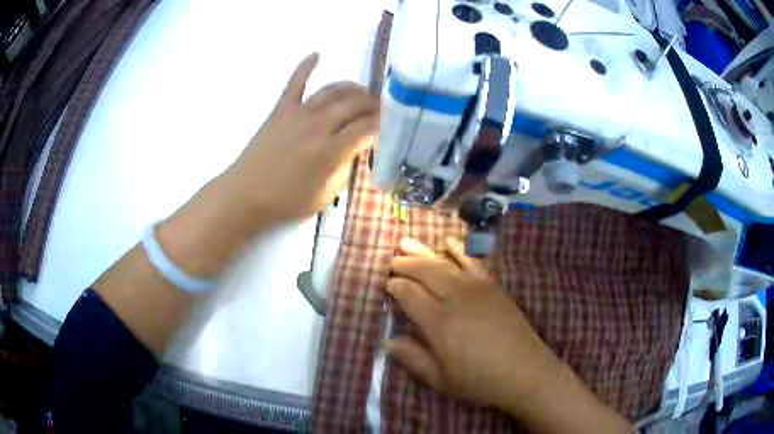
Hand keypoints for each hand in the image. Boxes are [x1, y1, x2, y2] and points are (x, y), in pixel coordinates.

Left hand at [222, 52, 378, 226]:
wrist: (245, 195)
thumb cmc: (286, 201)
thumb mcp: (325, 195)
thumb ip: (346, 169)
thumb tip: (357, 149)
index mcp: (331, 151)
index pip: (367, 128)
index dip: (383, 124)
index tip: (389, 125)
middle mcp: (319, 126)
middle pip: (355, 105)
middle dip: (374, 104)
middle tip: (381, 109)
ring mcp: (298, 113)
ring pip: (333, 91)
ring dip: (352, 88)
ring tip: (362, 93)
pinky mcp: (281, 109)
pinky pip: (295, 82)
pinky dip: (306, 66)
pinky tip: (317, 54)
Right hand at [384, 237, 563, 412]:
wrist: (525, 373)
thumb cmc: (480, 381)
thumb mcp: (440, 380)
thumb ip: (412, 358)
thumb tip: (387, 340)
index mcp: (440, 323)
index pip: (409, 294)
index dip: (395, 286)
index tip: (387, 285)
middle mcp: (457, 298)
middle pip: (425, 271)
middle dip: (405, 264)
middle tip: (392, 261)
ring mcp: (478, 288)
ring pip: (445, 262)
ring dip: (424, 252)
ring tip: (406, 243)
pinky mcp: (494, 286)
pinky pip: (473, 261)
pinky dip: (459, 250)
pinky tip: (449, 242)